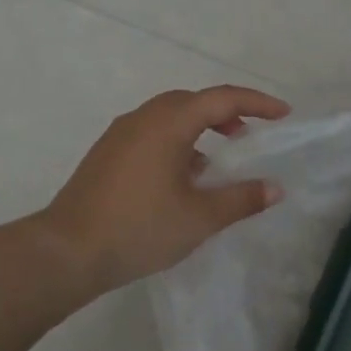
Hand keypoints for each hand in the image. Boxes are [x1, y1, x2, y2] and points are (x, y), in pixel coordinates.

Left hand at [41, 86, 289, 295]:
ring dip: (198, 129)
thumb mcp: (200, 218)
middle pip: (191, 101)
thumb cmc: (139, 228)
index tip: (283, 114)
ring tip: (217, 162)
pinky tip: (182, 179)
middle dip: (225, 112)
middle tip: (248, 136)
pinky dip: (176, 144)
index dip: (257, 103)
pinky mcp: (106, 156)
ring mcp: (119, 136)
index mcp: (167, 124)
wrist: (67, 252)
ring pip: (168, 118)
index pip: (221, 99)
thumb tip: (274, 188)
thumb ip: (241, 199)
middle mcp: (142, 119)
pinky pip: (150, 135)